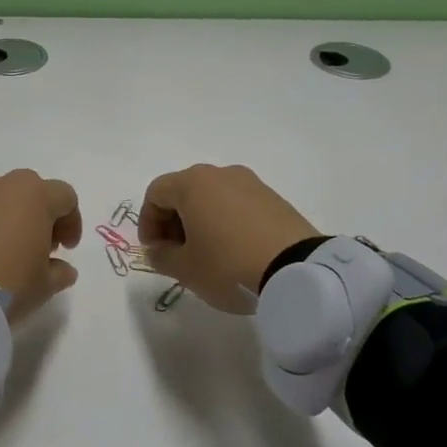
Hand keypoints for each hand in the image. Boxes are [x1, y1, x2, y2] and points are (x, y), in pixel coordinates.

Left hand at [0, 169, 82, 323]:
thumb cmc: (8, 281)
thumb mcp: (43, 286)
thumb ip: (59, 274)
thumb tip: (63, 269)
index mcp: (35, 196)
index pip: (65, 196)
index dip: (71, 221)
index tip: (66, 249)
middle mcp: (3, 188)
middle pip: (30, 190)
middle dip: (38, 214)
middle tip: (37, 245)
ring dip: (7, 220)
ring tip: (4, 254)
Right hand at [138, 165, 319, 313]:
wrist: (298, 272)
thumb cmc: (228, 265)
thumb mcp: (185, 269)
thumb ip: (161, 257)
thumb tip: (157, 249)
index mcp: (193, 184)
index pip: (156, 193)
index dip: (148, 221)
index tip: (154, 250)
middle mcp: (220, 174)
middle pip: (184, 191)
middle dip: (173, 220)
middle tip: (176, 252)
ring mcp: (251, 183)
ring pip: (212, 196)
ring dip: (200, 220)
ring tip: (207, 253)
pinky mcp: (274, 198)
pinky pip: (237, 204)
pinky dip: (226, 221)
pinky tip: (233, 250)